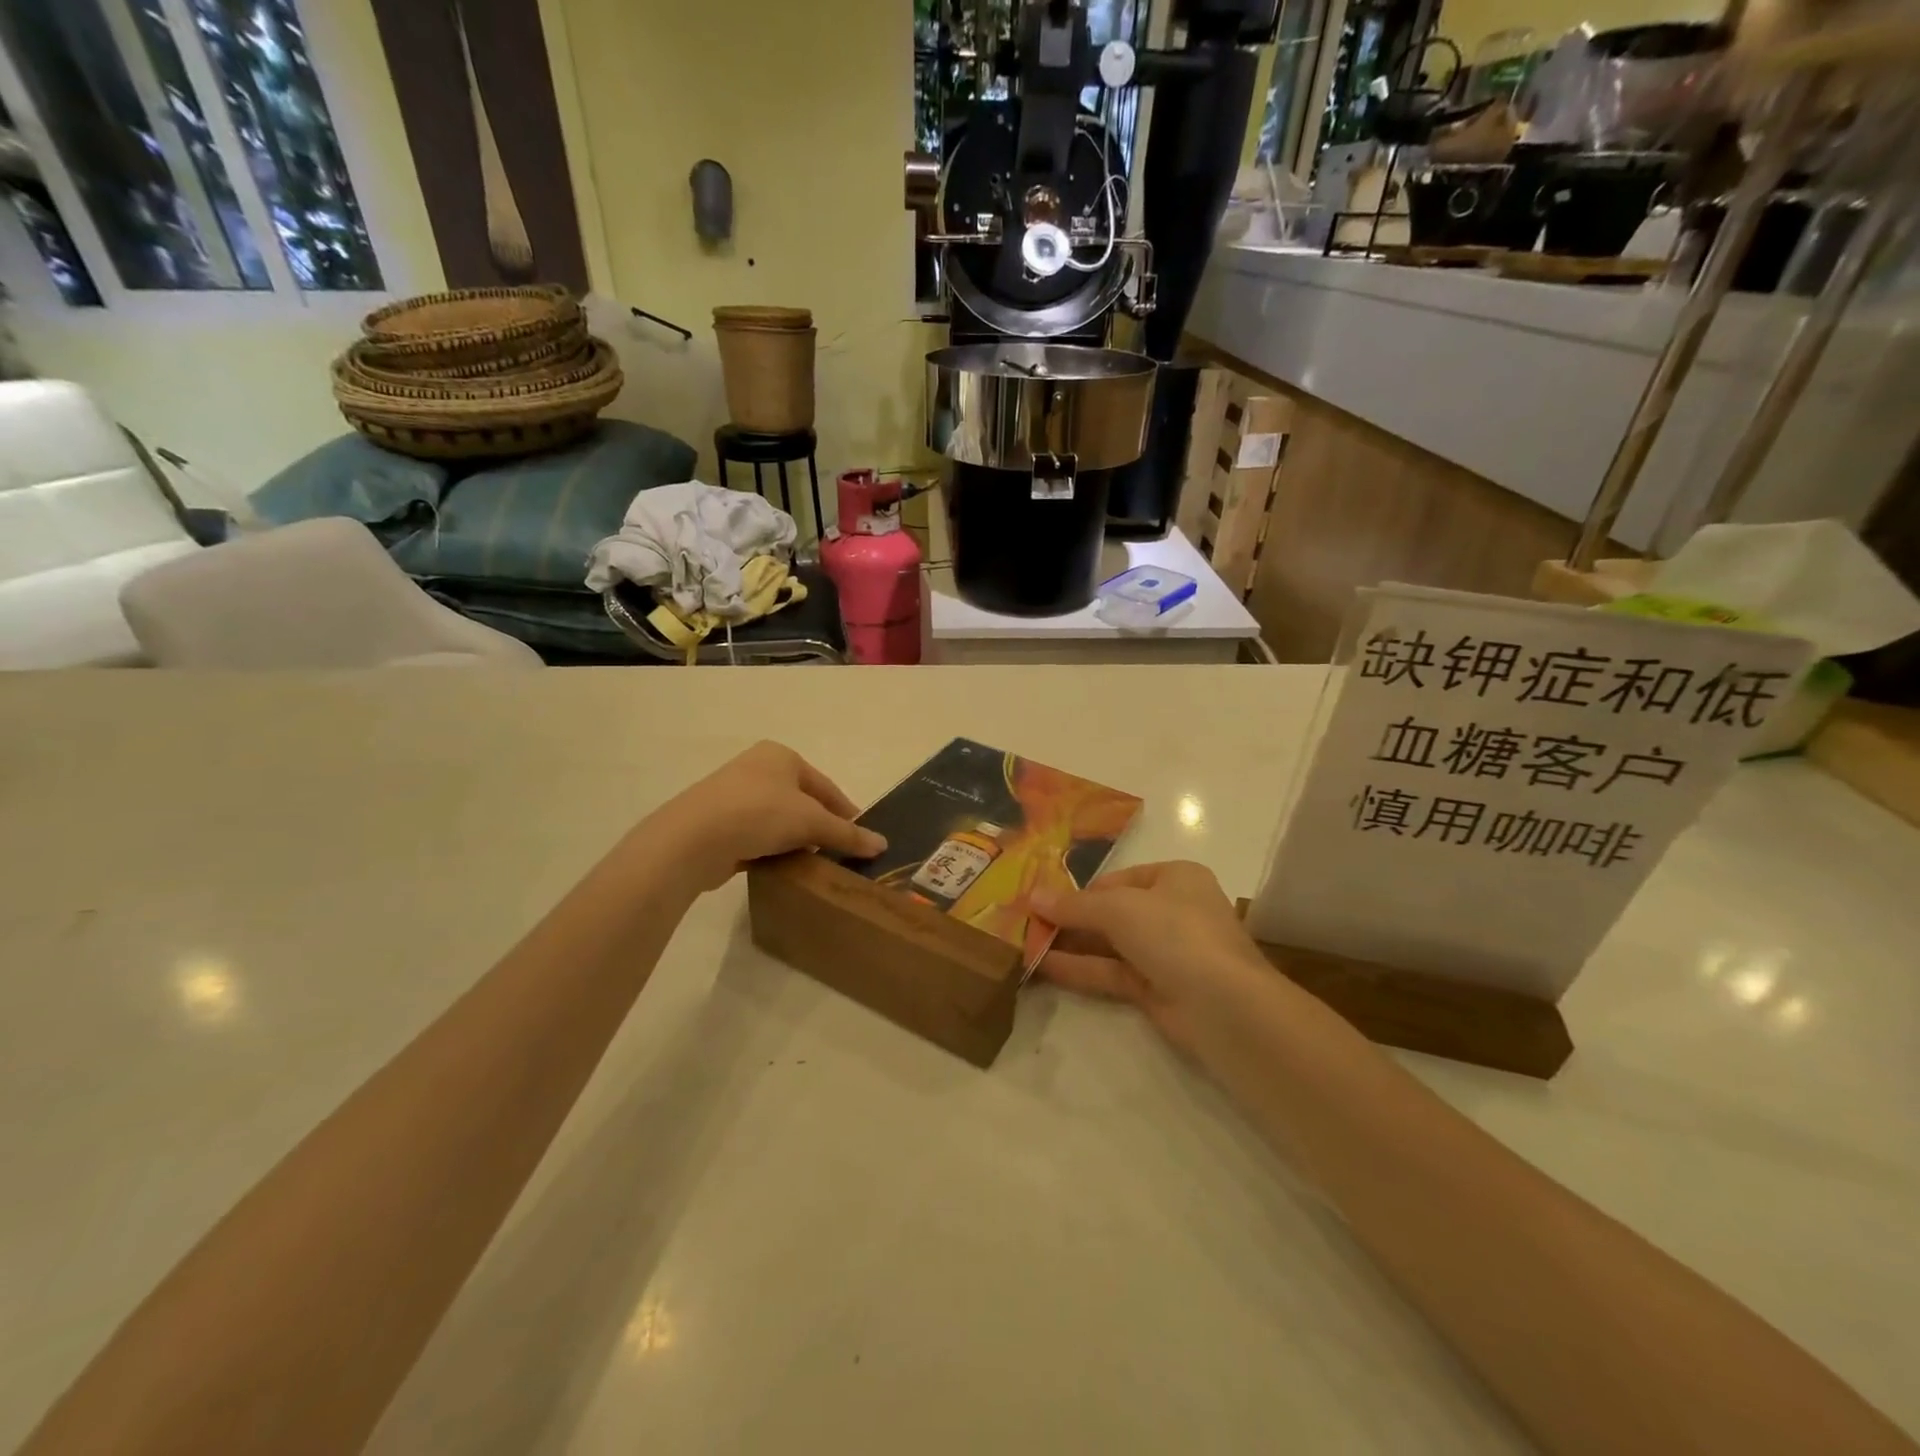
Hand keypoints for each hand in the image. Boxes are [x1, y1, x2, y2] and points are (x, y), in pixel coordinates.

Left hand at [646, 741, 885, 892]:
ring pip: (779, 819)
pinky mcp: (718, 822)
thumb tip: (882, 845)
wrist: (693, 838)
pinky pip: (756, 835)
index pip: (826, 786)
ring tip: (814, 865)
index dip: (847, 812)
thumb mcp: (811, 822)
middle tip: (839, 854)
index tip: (862, 838)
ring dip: (796, 840)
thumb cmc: (760, 813)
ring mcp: (734, 795)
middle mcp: (757, 768)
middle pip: (802, 801)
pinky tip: (782, 868)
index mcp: (781, 756)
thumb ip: (847, 834)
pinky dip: (771, 849)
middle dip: (820, 827)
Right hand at [1034, 861, 1273, 1055]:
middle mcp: (1172, 911)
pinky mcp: (1157, 990)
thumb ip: (1074, 905)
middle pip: (1112, 912)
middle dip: (1071, 918)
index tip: (1043, 901)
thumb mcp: (1119, 909)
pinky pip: (1112, 973)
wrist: (1226, 1006)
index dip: (1081, 890)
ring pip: (1110, 945)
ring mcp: (1166, 954)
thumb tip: (1033, 896)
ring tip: (1024, 944)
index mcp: (1175, 878)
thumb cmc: (1176, 934)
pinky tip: (1043, 966)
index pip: (1118, 880)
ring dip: (1071, 944)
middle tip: (1027, 923)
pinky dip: (1080, 969)